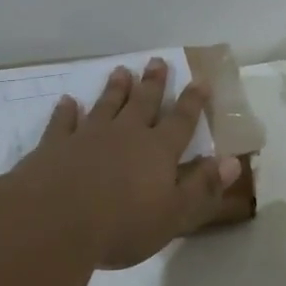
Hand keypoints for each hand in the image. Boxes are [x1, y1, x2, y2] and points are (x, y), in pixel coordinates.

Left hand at [9, 58, 242, 269]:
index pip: (181, 121)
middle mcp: (125, 135)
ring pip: (106, 105)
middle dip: (153, 83)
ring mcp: (87, 136)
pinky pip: (63, 122)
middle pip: (143, 103)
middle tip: (157, 61)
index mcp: (158, 151)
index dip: (193, 101)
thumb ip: (203, 186)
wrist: (53, 223)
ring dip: (115, 89)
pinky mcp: (54, 146)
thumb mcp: (174, 214)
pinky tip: (67, 102)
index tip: (201, 80)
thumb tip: (233, 161)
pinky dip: (66, 111)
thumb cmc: (122, 225)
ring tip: (121, 71)